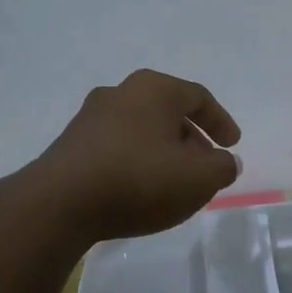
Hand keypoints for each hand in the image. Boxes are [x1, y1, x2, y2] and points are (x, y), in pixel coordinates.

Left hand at [31, 70, 241, 241]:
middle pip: (168, 111)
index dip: (220, 121)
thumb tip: (226, 161)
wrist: (59, 203)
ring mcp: (91, 117)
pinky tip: (140, 188)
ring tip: (174, 181)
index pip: (198, 97)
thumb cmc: (139, 180)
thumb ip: (222, 167)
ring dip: (163, 151)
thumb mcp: (198, 178)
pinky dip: (137, 161)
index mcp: (155, 89)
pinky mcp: (71, 144)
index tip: (232, 144)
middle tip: (206, 165)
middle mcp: (121, 92)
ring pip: (141, 129)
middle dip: (192, 138)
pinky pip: (117, 147)